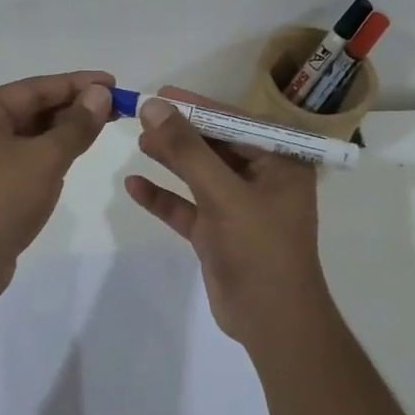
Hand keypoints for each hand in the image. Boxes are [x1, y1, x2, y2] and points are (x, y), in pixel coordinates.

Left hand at [0, 70, 114, 301]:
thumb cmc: (0, 201)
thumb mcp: (45, 159)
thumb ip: (76, 126)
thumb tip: (100, 94)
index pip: (35, 88)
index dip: (77, 83)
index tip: (113, 82)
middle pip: (32, 109)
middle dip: (73, 106)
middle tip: (116, 105)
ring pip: (30, 135)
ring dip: (64, 129)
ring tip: (103, 124)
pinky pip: (26, 158)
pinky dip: (51, 152)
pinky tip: (75, 152)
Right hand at [124, 88, 332, 346]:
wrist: (272, 321)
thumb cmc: (259, 249)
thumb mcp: (223, 193)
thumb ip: (187, 150)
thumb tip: (153, 106)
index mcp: (280, 163)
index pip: (236, 122)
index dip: (198, 106)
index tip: (162, 93)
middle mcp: (262, 180)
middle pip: (215, 146)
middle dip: (181, 132)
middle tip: (143, 116)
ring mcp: (238, 208)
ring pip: (199, 175)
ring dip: (171, 159)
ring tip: (138, 142)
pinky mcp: (218, 233)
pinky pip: (187, 207)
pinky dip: (164, 197)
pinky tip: (134, 186)